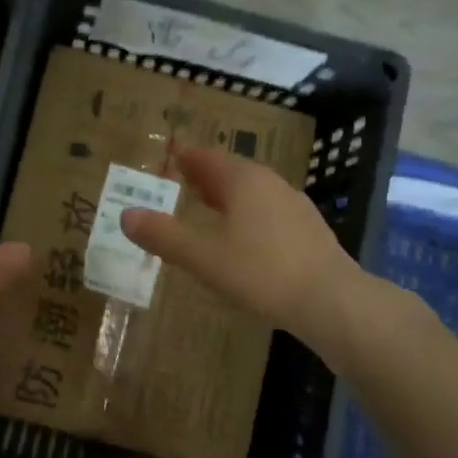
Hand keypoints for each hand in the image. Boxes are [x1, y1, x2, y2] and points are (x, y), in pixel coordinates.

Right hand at [119, 145, 378, 365]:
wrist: (332, 302)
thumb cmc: (260, 272)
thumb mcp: (202, 257)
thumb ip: (163, 236)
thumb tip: (126, 215)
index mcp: (244, 181)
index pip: (208, 159)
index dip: (186, 158)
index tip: (170, 156)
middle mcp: (271, 185)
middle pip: (232, 172)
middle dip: (206, 176)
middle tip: (183, 180)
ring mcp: (295, 207)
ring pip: (253, 193)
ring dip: (228, 196)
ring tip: (208, 207)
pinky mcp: (309, 232)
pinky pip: (269, 213)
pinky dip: (248, 216)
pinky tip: (244, 238)